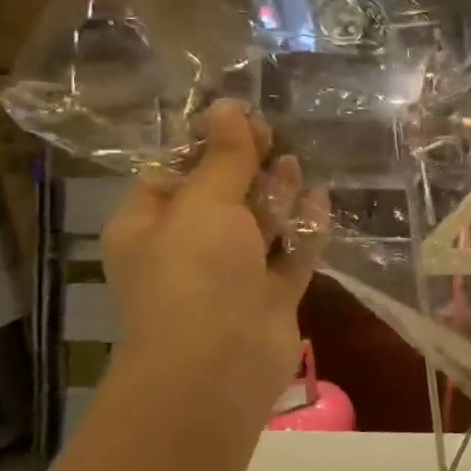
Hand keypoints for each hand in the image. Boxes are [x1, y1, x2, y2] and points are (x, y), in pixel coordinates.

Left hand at [101, 100, 328, 419]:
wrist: (219, 364)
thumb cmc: (195, 273)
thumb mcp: (205, 203)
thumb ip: (225, 157)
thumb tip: (227, 105)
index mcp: (150, 225)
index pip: (174, 173)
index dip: (207, 145)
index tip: (241, 119)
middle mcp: (188, 248)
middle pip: (221, 196)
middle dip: (246, 167)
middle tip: (274, 134)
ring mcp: (232, 275)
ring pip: (258, 225)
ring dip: (276, 195)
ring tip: (296, 164)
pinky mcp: (270, 296)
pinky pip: (290, 254)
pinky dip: (305, 229)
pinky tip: (321, 199)